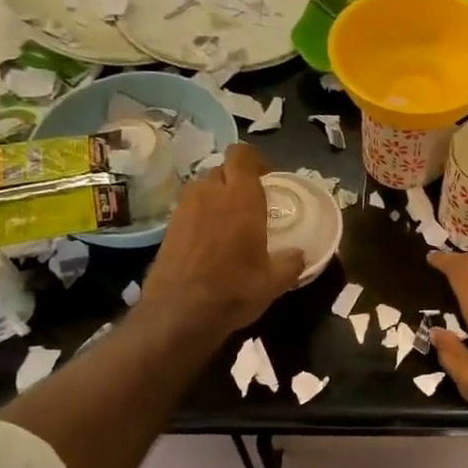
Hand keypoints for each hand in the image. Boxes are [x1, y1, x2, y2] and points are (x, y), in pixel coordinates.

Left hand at [143, 142, 303, 335]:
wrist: (179, 313)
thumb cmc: (234, 289)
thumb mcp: (275, 281)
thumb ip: (291, 262)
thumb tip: (300, 255)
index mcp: (241, 197)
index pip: (242, 154)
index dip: (253, 161)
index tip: (265, 178)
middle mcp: (211, 193)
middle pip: (222, 170)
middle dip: (235, 181)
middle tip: (249, 204)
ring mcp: (185, 208)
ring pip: (203, 188)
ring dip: (216, 197)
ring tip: (228, 223)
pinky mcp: (168, 227)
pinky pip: (189, 209)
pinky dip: (200, 217)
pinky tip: (208, 242)